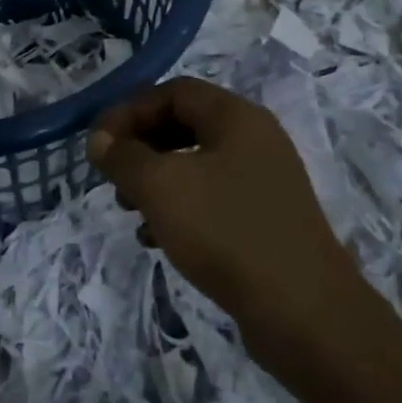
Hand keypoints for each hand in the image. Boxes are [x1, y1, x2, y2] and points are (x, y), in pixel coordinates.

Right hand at [88, 78, 368, 360]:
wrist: (303, 311)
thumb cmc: (226, 232)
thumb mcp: (162, 187)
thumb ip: (124, 157)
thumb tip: (100, 139)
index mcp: (237, 117)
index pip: (174, 91)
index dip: (130, 110)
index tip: (99, 144)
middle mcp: (255, 140)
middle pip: (185, 124)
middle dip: (141, 146)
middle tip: (112, 176)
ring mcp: (264, 181)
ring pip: (196, 164)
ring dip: (156, 180)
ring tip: (129, 210)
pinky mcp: (265, 219)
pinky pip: (212, 199)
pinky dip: (180, 209)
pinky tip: (157, 239)